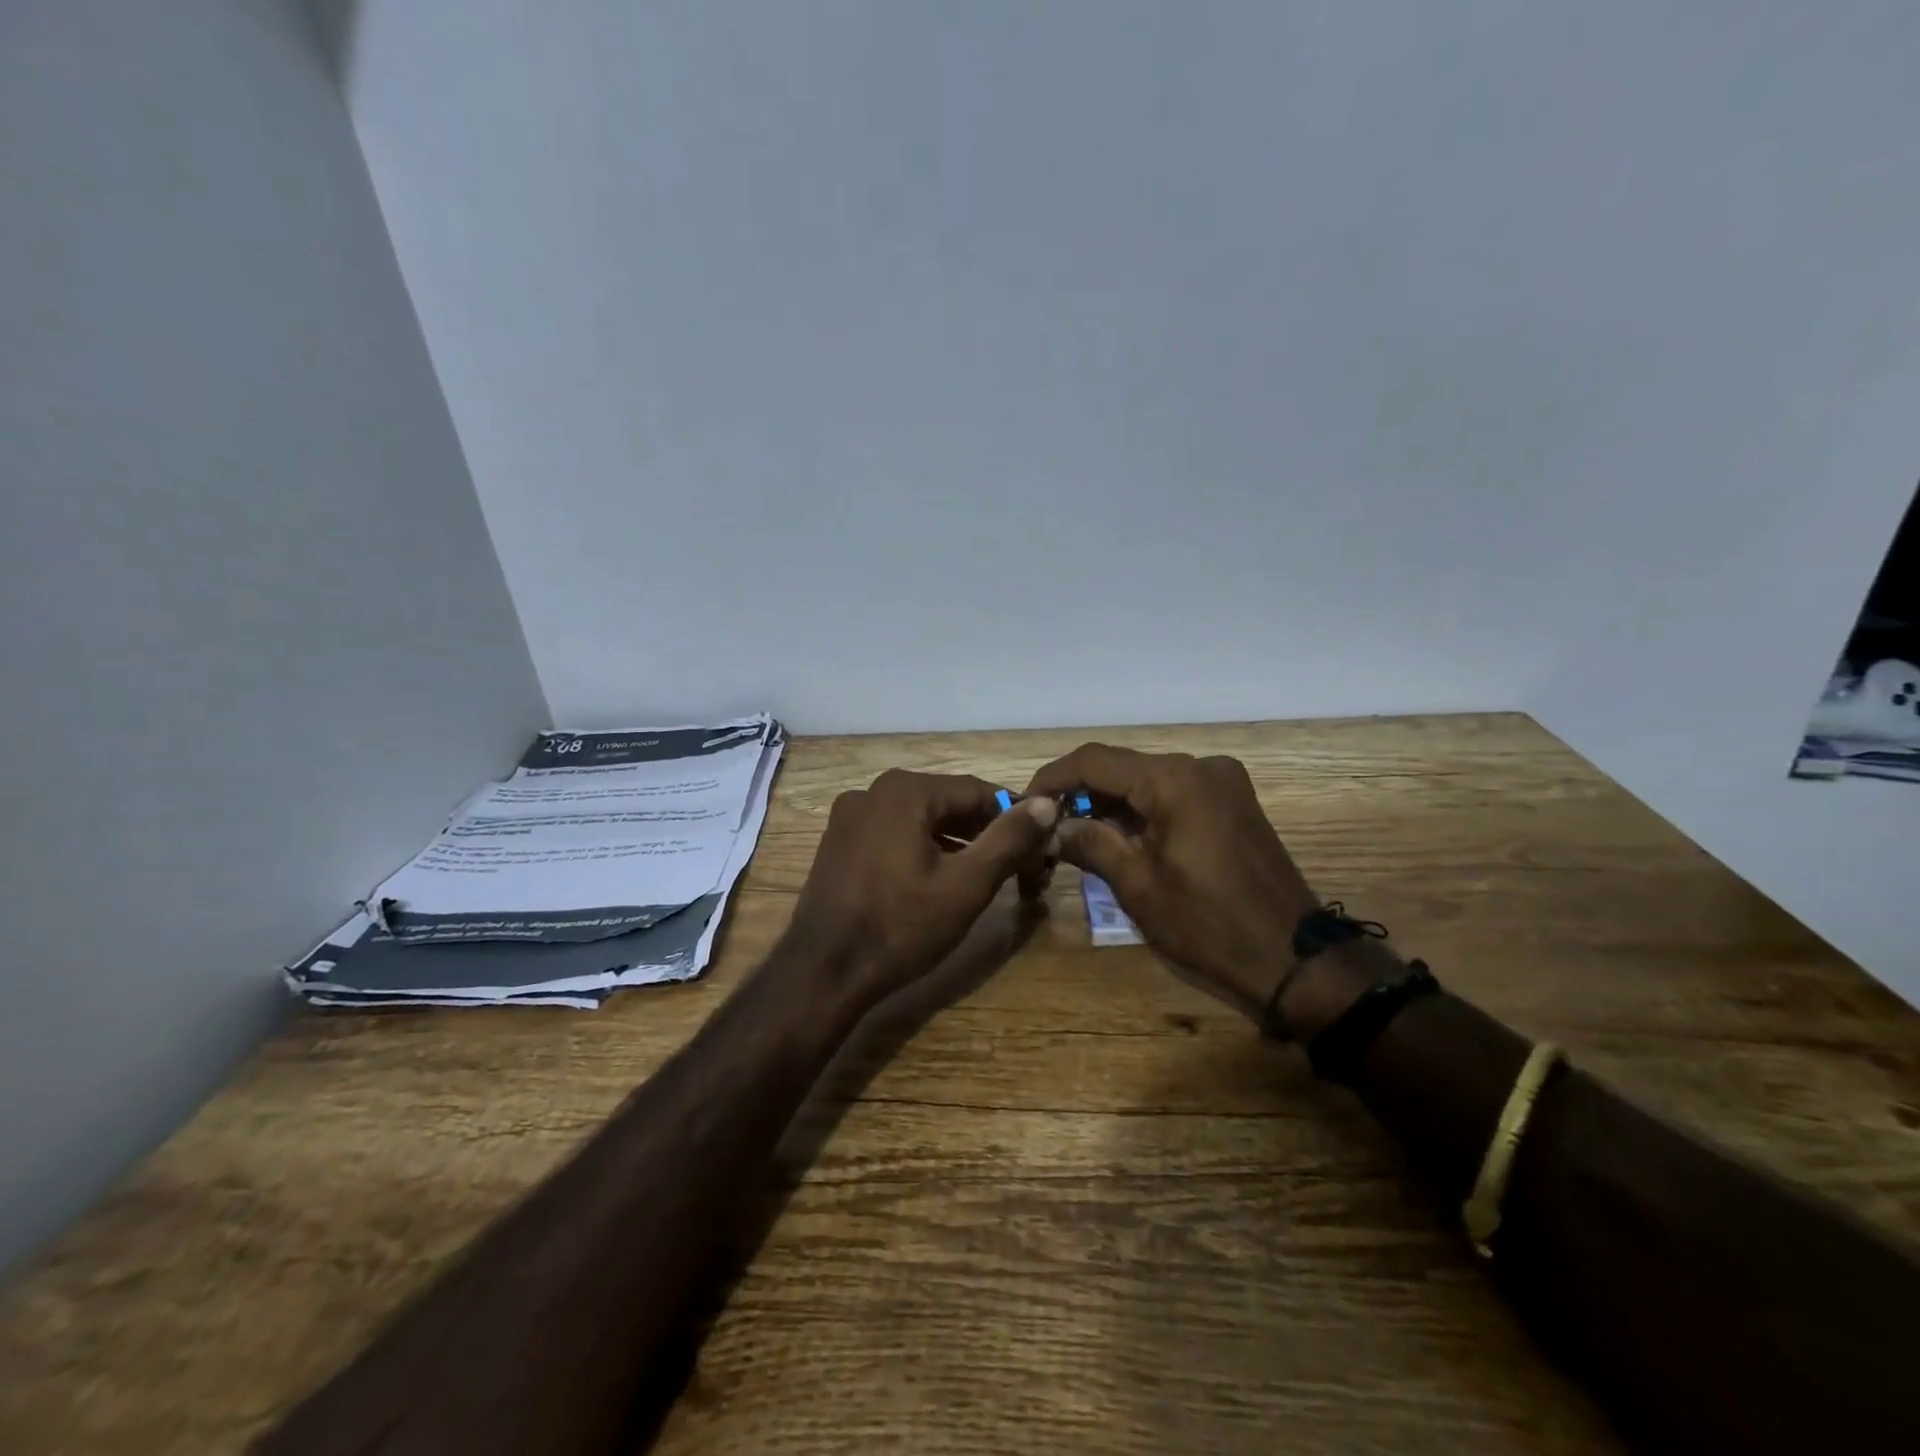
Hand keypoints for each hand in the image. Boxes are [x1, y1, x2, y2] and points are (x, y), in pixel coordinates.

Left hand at [784, 769, 1057, 1008]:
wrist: (822, 973)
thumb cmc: (900, 928)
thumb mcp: (966, 885)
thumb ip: (1009, 839)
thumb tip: (1048, 803)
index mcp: (904, 790)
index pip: (978, 792)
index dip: (1016, 819)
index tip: (1041, 848)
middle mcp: (873, 791)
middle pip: (948, 803)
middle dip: (985, 832)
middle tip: (1019, 867)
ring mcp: (850, 816)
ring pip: (922, 820)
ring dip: (957, 843)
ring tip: (986, 877)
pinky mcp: (839, 842)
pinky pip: (895, 834)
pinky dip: (924, 850)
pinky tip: (941, 880)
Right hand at [1025, 745, 1318, 1019]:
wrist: (1296, 962)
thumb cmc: (1209, 926)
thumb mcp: (1139, 886)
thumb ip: (1091, 843)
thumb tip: (1051, 826)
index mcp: (1175, 780)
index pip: (1094, 760)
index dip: (1052, 778)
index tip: (1024, 803)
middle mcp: (1200, 766)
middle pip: (1122, 767)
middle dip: (1080, 793)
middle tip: (1046, 827)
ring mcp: (1223, 783)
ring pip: (1148, 781)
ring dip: (1110, 804)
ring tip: (1074, 836)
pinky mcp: (1234, 803)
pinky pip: (1174, 795)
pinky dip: (1142, 811)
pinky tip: (1119, 838)